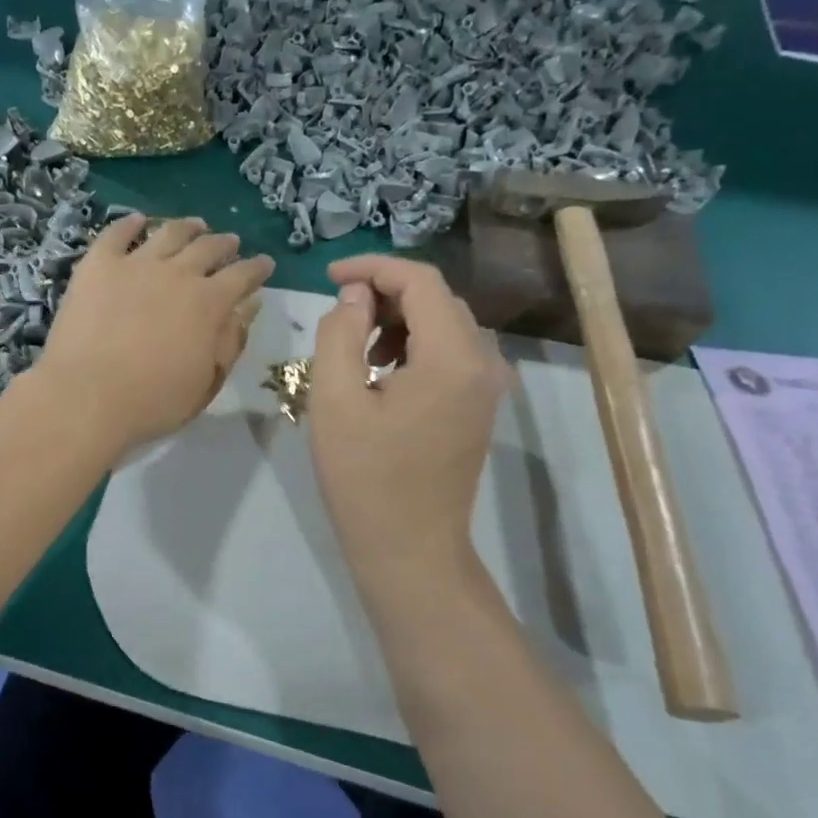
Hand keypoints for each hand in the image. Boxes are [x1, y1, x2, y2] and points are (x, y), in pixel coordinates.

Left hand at [38, 214, 273, 454]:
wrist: (87, 396)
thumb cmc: (154, 401)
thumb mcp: (207, 381)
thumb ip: (231, 341)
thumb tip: (249, 307)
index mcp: (210, 303)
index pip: (243, 276)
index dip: (257, 268)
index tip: (265, 264)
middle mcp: (178, 273)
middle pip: (208, 248)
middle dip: (225, 244)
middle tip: (231, 242)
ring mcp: (136, 264)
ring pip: (168, 233)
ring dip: (187, 227)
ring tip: (195, 224)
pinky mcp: (98, 265)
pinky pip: (116, 234)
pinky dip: (129, 224)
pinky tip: (137, 220)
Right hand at [308, 255, 510, 585]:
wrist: (410, 549)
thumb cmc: (365, 477)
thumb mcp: (335, 399)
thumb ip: (340, 333)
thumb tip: (355, 296)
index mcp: (452, 357)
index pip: (420, 281)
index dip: (372, 268)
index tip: (329, 277)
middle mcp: (484, 362)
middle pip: (437, 298)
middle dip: (385, 293)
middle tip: (339, 314)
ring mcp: (489, 386)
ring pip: (446, 323)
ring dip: (399, 319)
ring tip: (356, 348)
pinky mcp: (481, 405)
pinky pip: (452, 352)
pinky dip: (416, 344)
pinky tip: (383, 372)